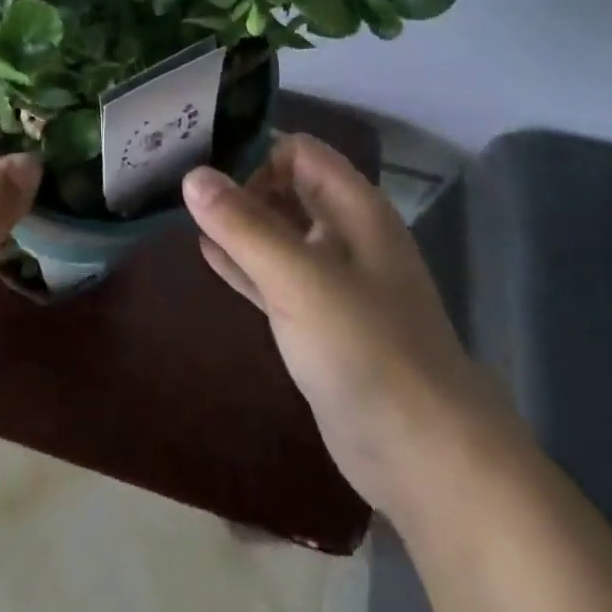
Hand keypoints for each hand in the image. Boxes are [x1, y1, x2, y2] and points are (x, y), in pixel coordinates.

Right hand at [183, 135, 504, 515]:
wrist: (426, 460)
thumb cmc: (367, 350)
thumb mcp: (299, 280)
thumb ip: (244, 226)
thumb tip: (192, 174)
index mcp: (354, 208)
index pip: (298, 152)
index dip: (257, 156)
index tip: (210, 177)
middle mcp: (345, 234)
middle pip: (287, 187)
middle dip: (240, 184)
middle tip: (185, 189)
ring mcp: (333, 280)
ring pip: (277, 232)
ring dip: (237, 223)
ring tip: (184, 213)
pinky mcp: (319, 322)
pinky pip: (273, 275)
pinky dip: (243, 262)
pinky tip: (205, 254)